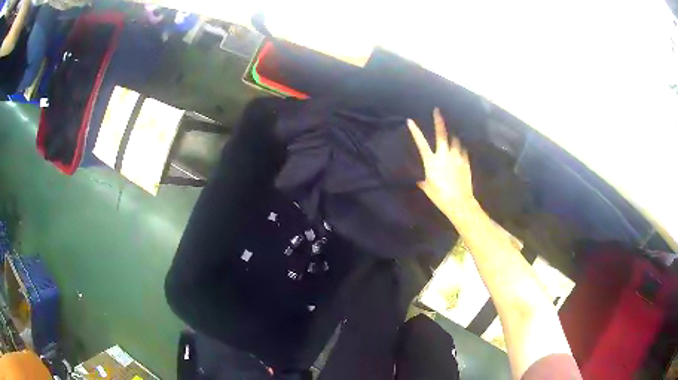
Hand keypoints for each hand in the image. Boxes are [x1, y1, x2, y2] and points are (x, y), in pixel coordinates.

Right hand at [408, 108, 474, 220]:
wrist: (460, 202)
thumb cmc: (440, 196)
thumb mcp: (428, 189)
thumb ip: (424, 181)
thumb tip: (421, 180)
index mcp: (431, 161)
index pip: (421, 143)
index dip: (415, 131)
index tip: (410, 121)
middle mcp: (444, 155)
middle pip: (441, 134)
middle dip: (438, 121)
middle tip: (437, 111)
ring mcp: (456, 156)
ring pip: (454, 140)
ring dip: (452, 138)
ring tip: (451, 138)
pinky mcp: (465, 161)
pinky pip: (462, 151)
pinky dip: (460, 149)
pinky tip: (460, 152)